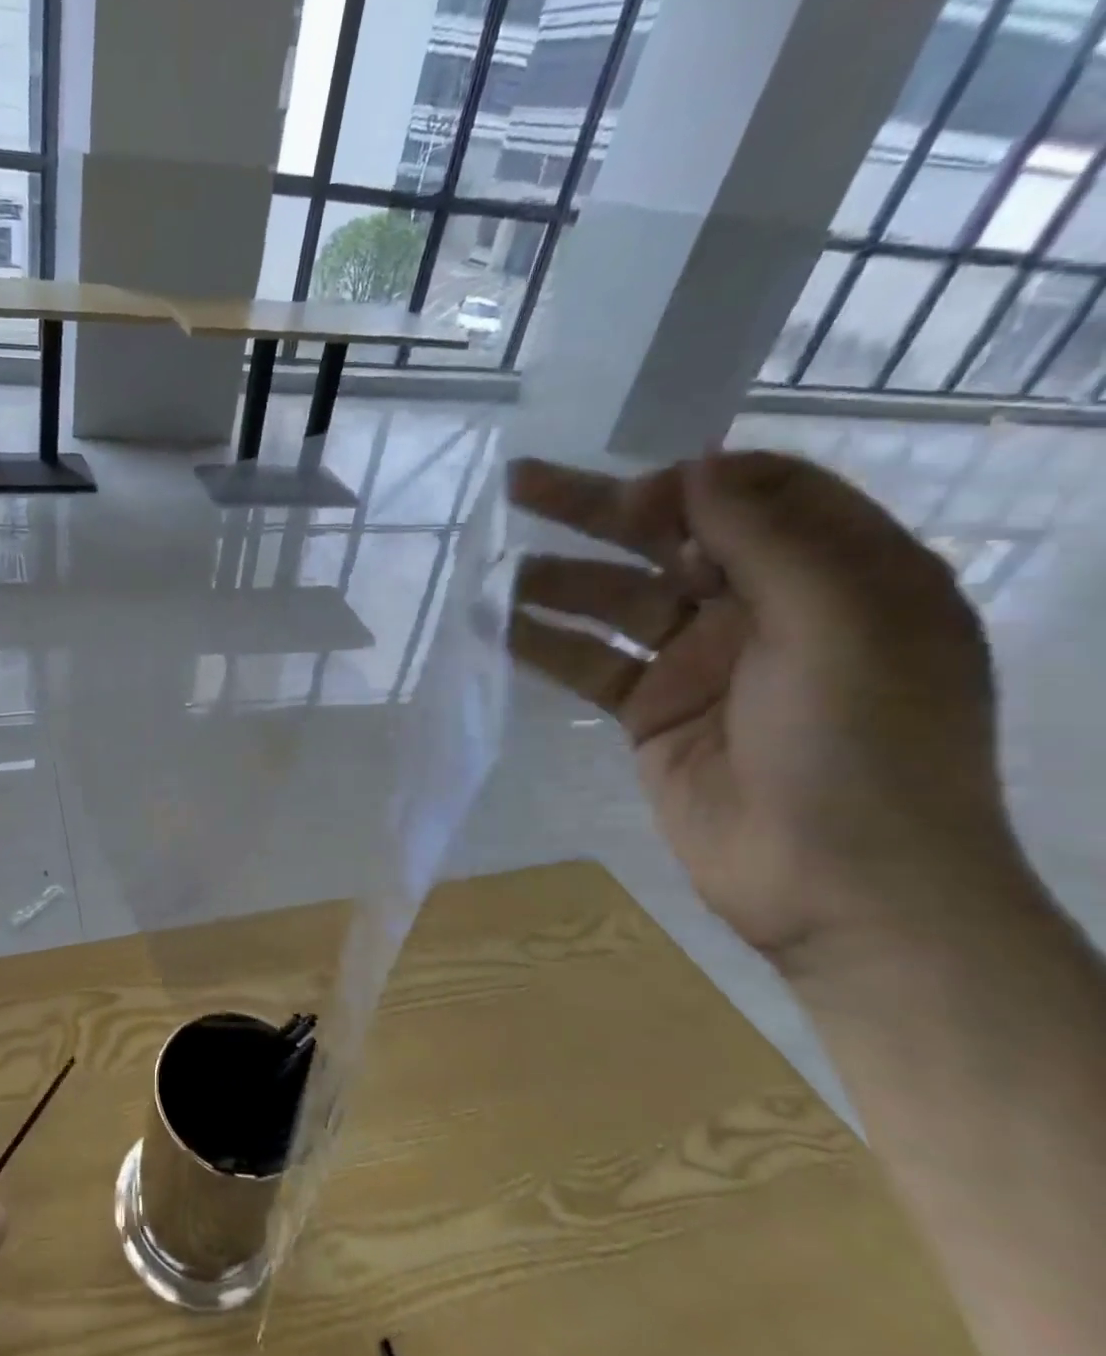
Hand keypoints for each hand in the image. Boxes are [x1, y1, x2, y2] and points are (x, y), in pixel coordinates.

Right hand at [508, 450, 1029, 963]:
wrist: (838, 886)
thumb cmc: (864, 747)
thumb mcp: (842, 625)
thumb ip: (769, 539)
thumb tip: (695, 468)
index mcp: (835, 574)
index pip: (757, 495)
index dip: (689, 483)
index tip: (633, 496)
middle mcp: (763, 608)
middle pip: (669, 540)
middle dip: (596, 510)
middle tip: (519, 484)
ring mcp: (699, 662)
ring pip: (616, 600)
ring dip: (556, 581)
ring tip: (492, 571)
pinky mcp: (649, 712)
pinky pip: (590, 663)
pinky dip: (544, 643)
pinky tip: (495, 628)